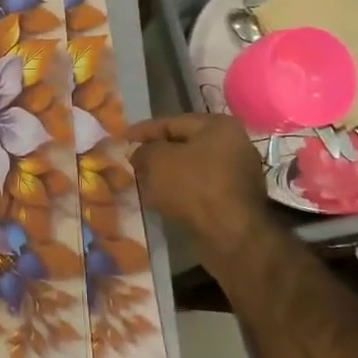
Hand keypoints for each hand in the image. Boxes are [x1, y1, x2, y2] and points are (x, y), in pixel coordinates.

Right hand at [125, 114, 283, 268]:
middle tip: (131, 163)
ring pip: (189, 168)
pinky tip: (160, 201)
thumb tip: (138, 152)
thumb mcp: (157, 160)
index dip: (143, 131)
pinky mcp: (233, 199)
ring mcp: (236, 173)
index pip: (171, 122)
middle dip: (155, 154)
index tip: (121, 139)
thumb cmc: (194, 187)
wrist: (231, 235)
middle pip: (182, 145)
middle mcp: (232, 144)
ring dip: (166, 175)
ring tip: (142, 183)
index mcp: (218, 126)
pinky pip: (199, 188)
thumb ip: (143, 151)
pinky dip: (179, 192)